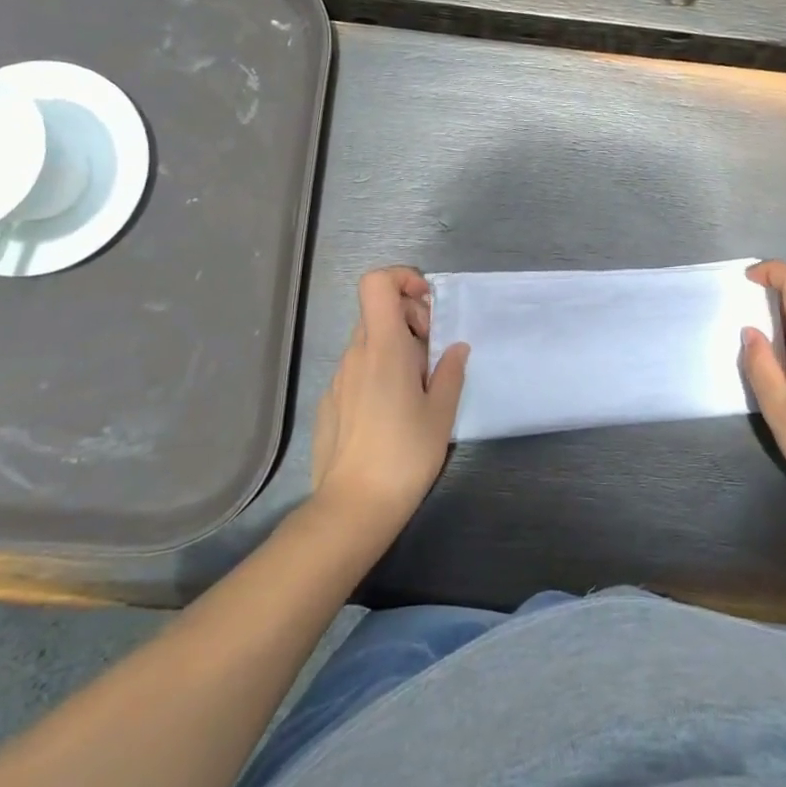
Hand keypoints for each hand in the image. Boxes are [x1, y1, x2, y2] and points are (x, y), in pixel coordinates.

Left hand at [311, 266, 470, 526]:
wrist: (353, 507)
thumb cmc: (405, 454)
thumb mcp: (442, 412)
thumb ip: (450, 371)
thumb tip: (455, 348)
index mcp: (384, 348)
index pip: (377, 283)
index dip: (402, 279)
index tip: (427, 306)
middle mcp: (356, 355)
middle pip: (379, 312)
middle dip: (411, 322)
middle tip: (434, 359)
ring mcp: (338, 379)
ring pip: (370, 343)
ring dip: (397, 350)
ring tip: (418, 390)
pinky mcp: (330, 402)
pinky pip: (358, 370)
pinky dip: (380, 374)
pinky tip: (392, 413)